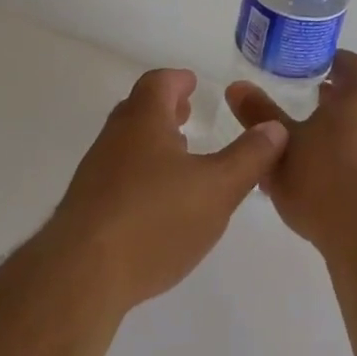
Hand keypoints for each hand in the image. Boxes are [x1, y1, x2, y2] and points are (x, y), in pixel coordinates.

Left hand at [52, 68, 287, 311]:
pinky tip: (156, 204)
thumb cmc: (155, 219)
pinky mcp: (86, 207)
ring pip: (127, 143)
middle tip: (187, 115)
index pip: (159, 82)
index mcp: (144, 119)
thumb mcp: (218, 188)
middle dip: (165, 109)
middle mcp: (115, 136)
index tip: (193, 84)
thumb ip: (249, 157)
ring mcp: (95, 172)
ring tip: (179, 160)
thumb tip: (274, 126)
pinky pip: (117, 175)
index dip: (178, 80)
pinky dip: (139, 173)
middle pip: (139, 109)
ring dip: (152, 143)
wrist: (82, 274)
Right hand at [226, 50, 356, 257]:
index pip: (349, 63)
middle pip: (356, 100)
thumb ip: (259, 113)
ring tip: (305, 152)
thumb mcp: (281, 144)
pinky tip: (323, 189)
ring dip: (338, 137)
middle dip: (329, 103)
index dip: (328, 61)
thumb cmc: (325, 179)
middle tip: (297, 106)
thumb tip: (237, 86)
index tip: (305, 66)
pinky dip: (348, 167)